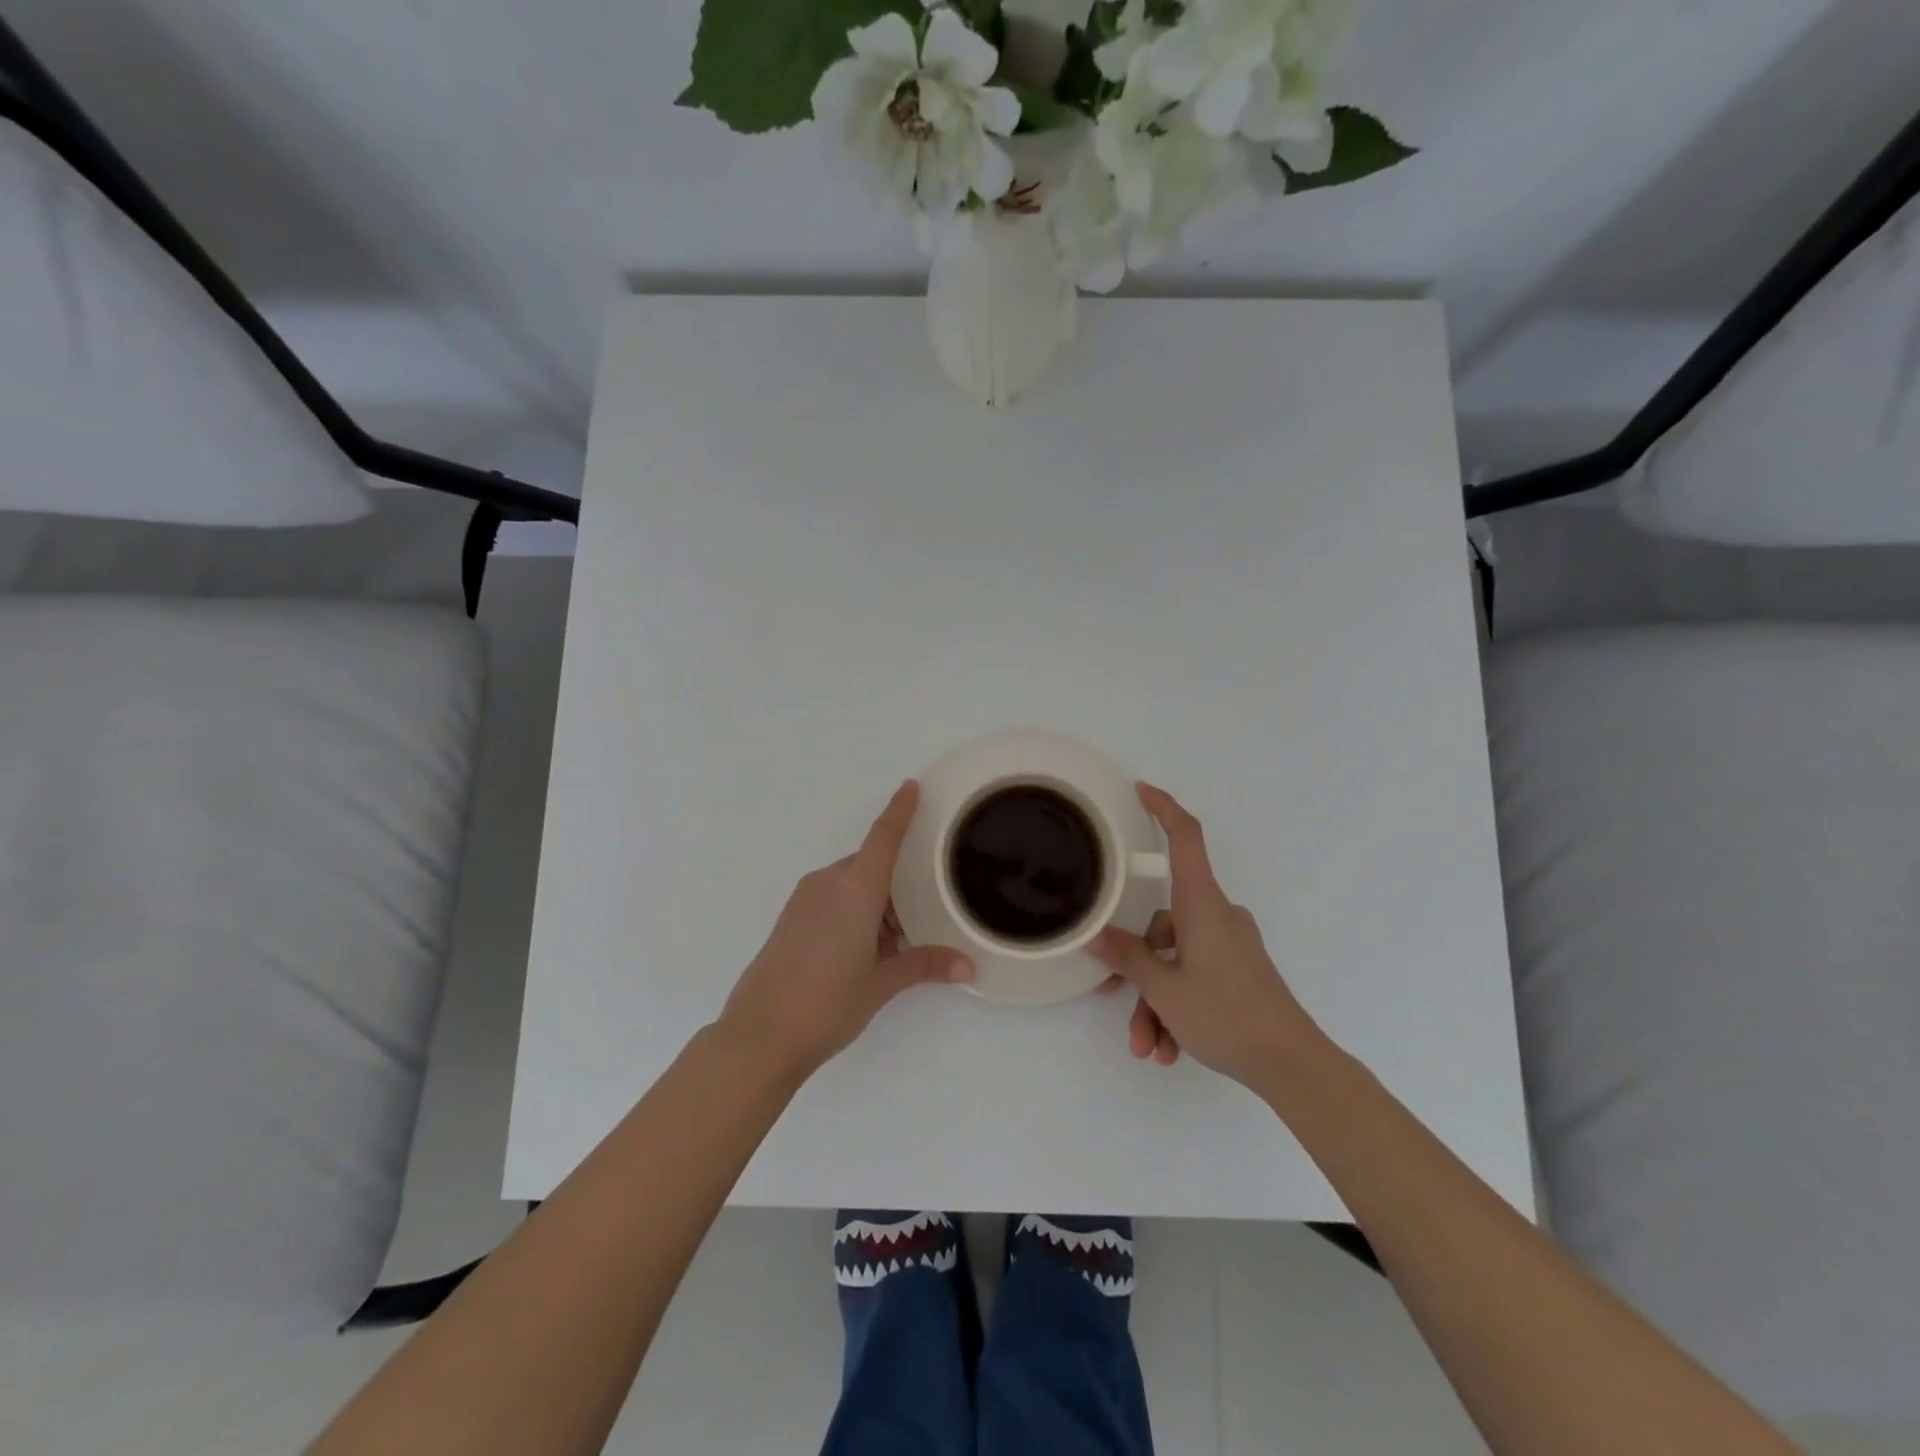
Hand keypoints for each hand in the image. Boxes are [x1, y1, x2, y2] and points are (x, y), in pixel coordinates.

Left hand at [719, 781, 972, 1081]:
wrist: (759, 1036)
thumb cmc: (827, 1004)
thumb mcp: (881, 983)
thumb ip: (924, 965)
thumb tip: (967, 966)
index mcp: (854, 890)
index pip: (883, 838)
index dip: (899, 810)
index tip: (911, 785)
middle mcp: (828, 883)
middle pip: (870, 865)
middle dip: (896, 883)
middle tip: (922, 916)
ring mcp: (804, 899)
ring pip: (852, 884)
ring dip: (875, 902)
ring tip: (894, 944)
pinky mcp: (791, 917)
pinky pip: (833, 898)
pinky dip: (854, 911)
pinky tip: (863, 950)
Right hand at [1091, 783, 1317, 1088]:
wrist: (1292, 1064)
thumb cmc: (1226, 1015)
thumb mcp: (1164, 989)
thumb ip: (1127, 958)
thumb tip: (1096, 934)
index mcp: (1202, 904)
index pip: (1185, 837)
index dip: (1163, 808)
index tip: (1140, 790)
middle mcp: (1216, 915)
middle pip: (1161, 923)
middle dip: (1136, 969)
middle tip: (1112, 1002)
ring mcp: (1228, 944)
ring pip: (1174, 959)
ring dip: (1155, 1002)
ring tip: (1148, 1048)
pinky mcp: (1237, 969)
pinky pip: (1193, 975)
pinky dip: (1176, 1007)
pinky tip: (1168, 1049)